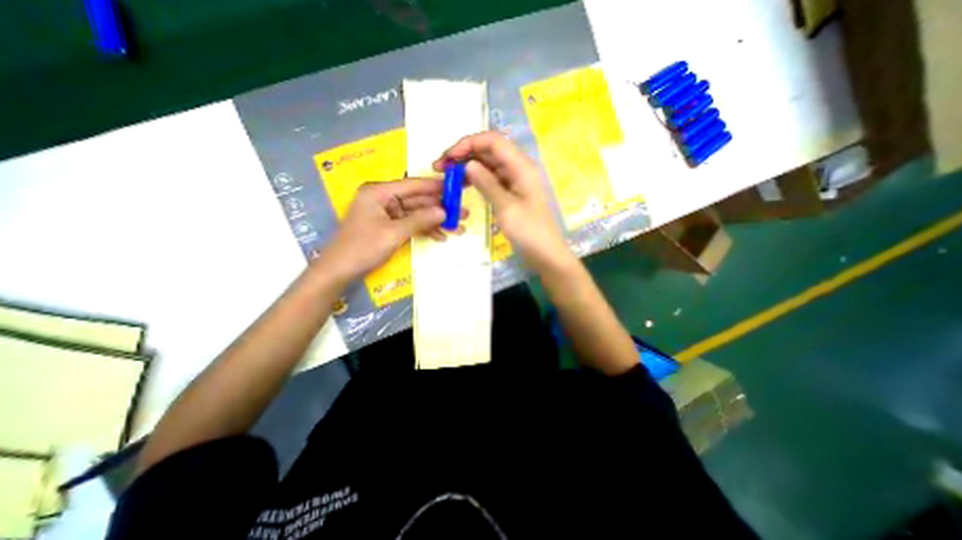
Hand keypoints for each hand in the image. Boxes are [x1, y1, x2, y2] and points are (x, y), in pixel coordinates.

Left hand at [316, 178, 451, 283]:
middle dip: (441, 208)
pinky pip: (411, 224)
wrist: (339, 271)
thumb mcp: (394, 233)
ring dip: (436, 221)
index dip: (437, 187)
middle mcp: (384, 199)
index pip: (414, 185)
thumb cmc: (362, 248)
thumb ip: (420, 220)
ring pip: (417, 214)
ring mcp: (387, 213)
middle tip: (464, 213)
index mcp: (379, 192)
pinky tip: (441, 236)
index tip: (458, 188)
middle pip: (418, 200)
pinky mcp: (389, 226)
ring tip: (458, 228)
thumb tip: (444, 211)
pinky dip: (425, 230)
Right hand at [439, 131, 573, 273]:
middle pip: (489, 150)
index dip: (468, 143)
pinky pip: (491, 178)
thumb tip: (468, 164)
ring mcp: (515, 180)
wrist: (545, 253)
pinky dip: (476, 178)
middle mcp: (518, 168)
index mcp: (521, 166)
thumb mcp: (506, 208)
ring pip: (488, 164)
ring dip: (468, 166)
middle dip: (464, 154)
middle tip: (440, 167)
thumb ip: (487, 183)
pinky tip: (462, 184)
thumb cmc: (529, 232)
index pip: (492, 141)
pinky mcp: (511, 192)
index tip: (448, 157)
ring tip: (447, 176)